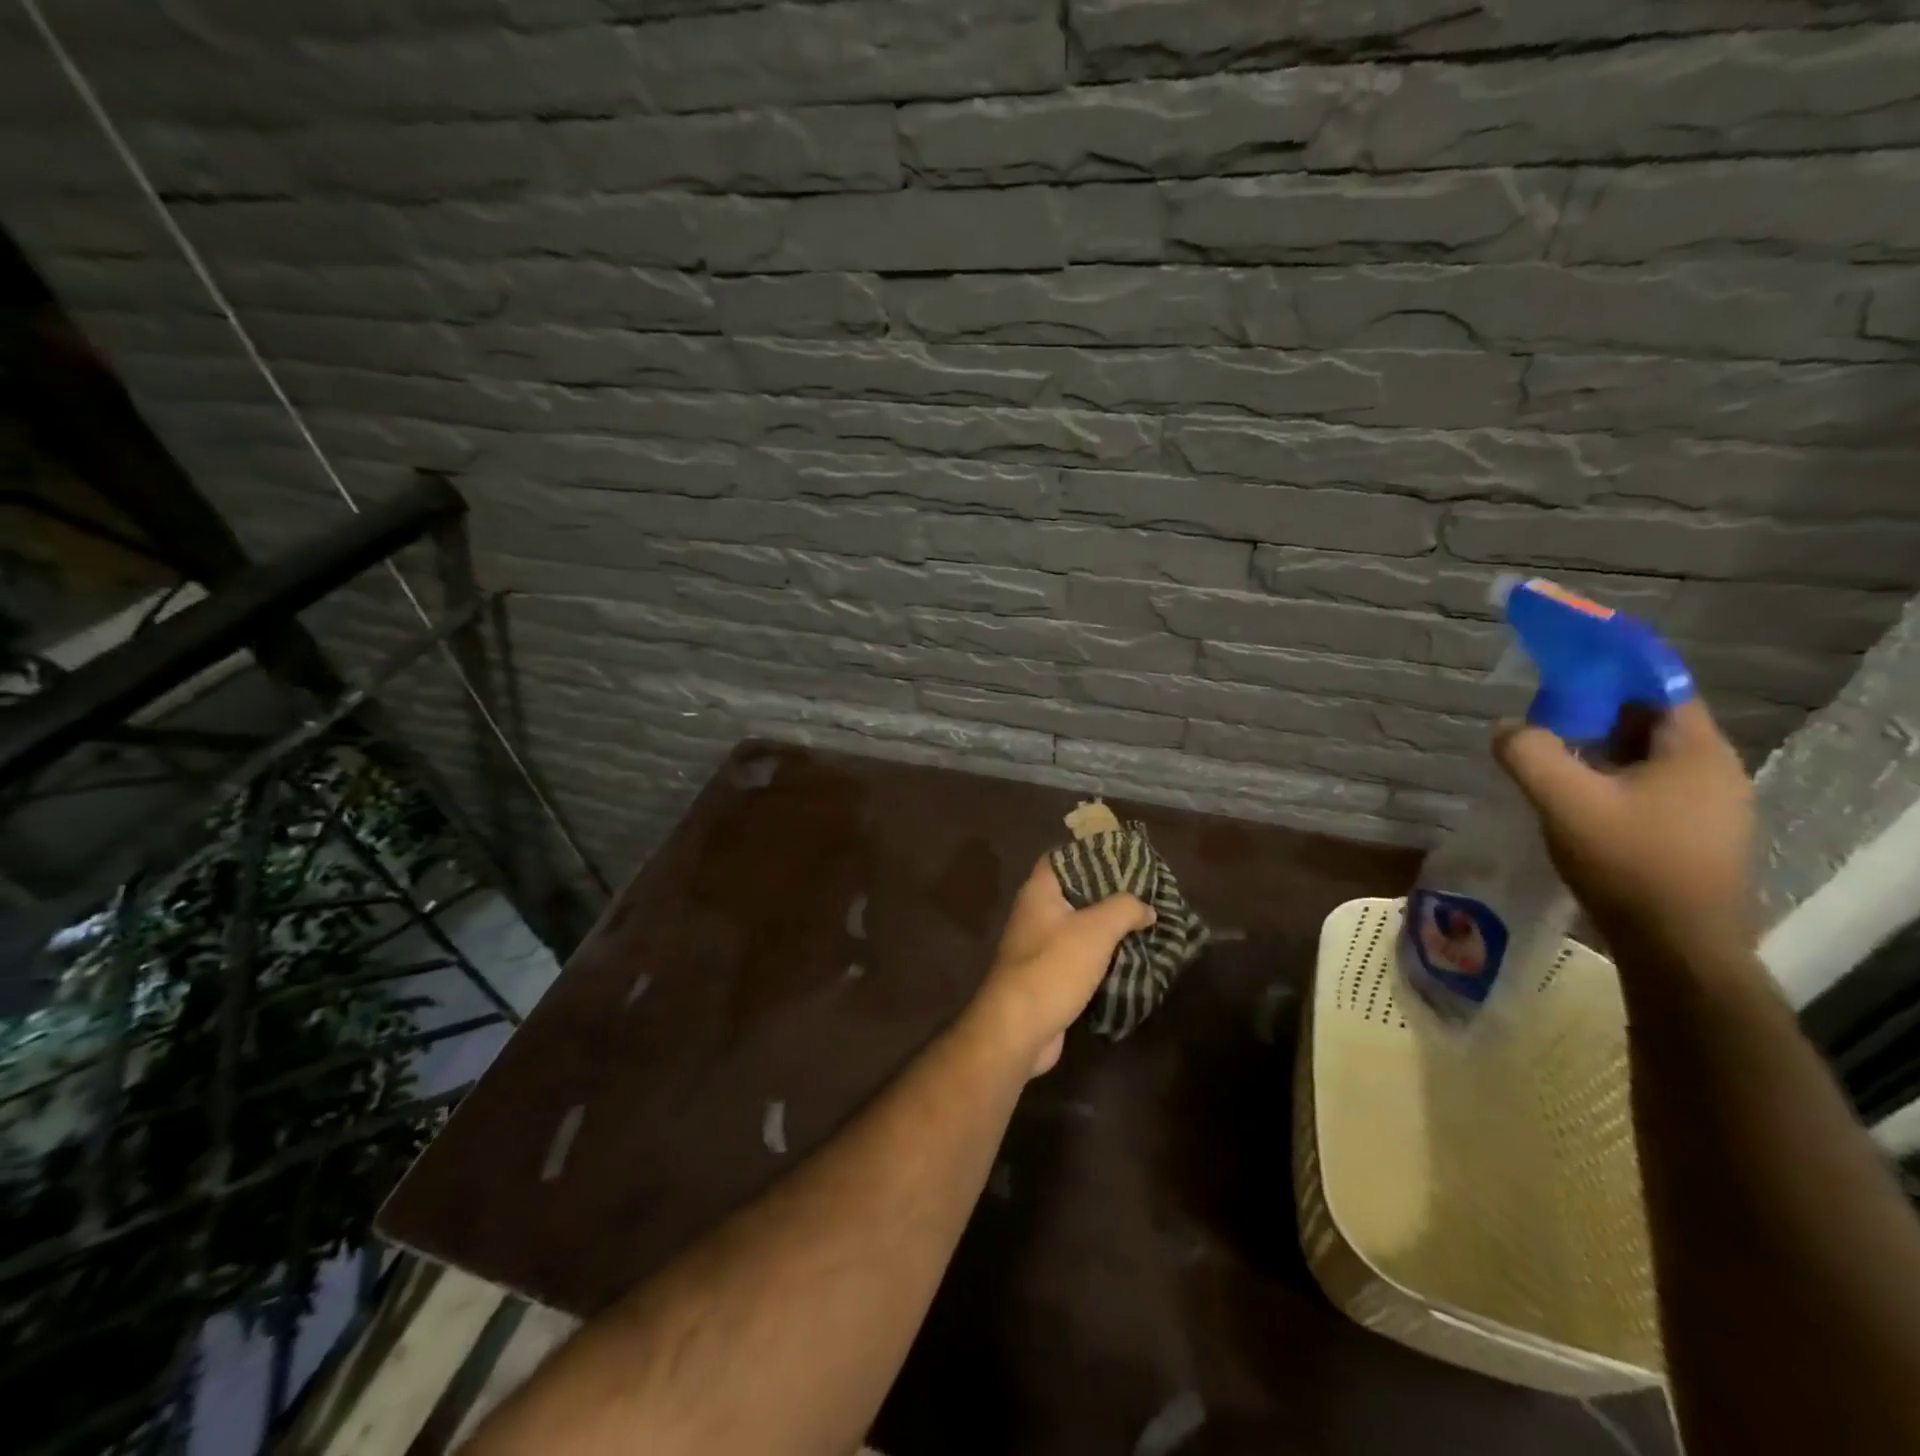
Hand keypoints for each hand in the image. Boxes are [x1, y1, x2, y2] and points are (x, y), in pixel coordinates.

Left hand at [973, 858, 1153, 1077]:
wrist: (1019, 1028)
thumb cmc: (1054, 966)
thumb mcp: (1096, 930)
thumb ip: (1124, 909)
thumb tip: (1146, 908)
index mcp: (1039, 892)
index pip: (1061, 858)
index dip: (1090, 853)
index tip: (1124, 858)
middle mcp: (1035, 914)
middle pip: (1075, 893)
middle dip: (1109, 895)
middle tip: (1145, 894)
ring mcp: (1039, 947)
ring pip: (1080, 928)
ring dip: (1109, 930)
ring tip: (1146, 925)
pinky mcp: (1048, 977)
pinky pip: (1080, 958)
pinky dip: (1102, 958)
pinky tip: (1131, 959)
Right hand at [1495, 699, 1756, 962]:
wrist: (1676, 945)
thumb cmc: (1628, 862)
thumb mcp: (1564, 800)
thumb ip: (1529, 753)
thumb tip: (1506, 728)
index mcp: (1697, 751)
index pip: (1657, 687)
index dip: (1609, 673)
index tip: (1559, 675)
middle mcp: (1714, 771)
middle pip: (1648, 722)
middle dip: (1593, 715)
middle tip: (1541, 723)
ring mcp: (1709, 807)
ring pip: (1645, 759)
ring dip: (1598, 752)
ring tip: (1548, 762)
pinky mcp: (1694, 836)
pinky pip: (1647, 789)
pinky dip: (1609, 781)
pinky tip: (1574, 802)